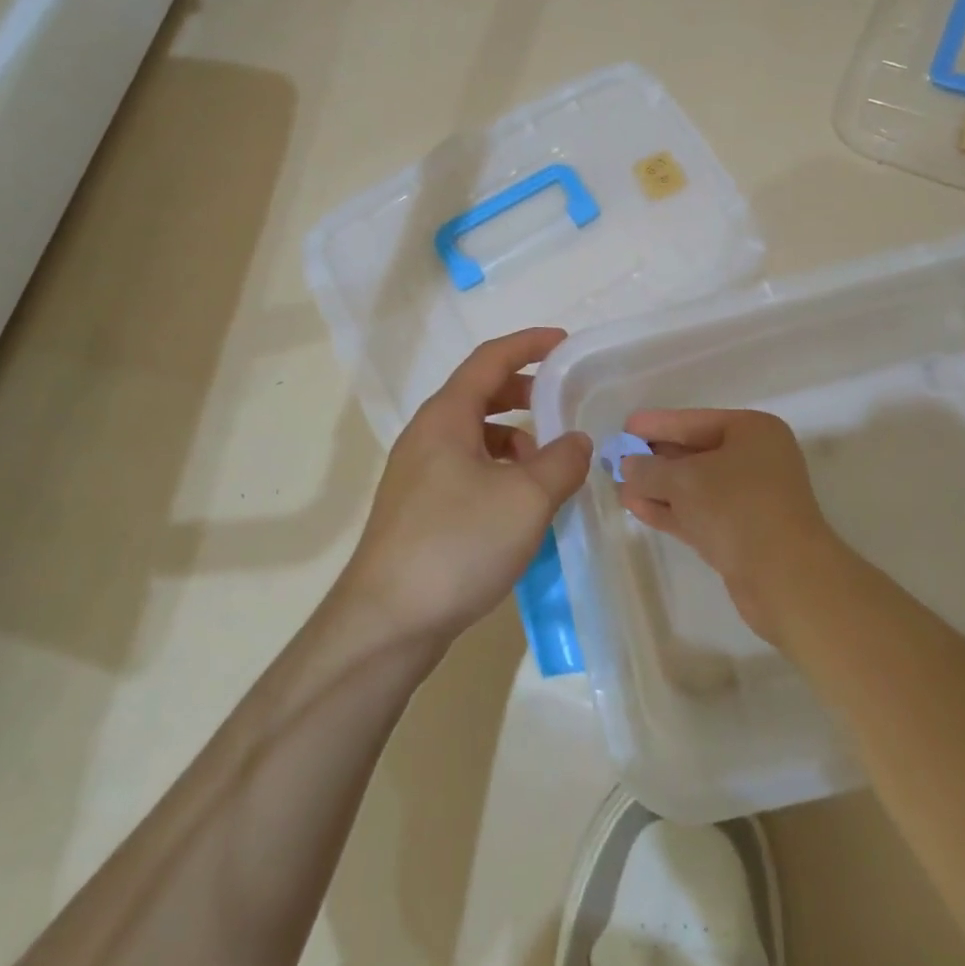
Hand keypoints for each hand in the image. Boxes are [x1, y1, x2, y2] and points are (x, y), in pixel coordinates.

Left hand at [341, 329, 592, 649]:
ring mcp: (417, 474)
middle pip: (479, 394)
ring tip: (546, 465)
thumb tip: (577, 441)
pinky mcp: (418, 510)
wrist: (387, 622)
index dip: (528, 344)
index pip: (490, 359)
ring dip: (512, 438)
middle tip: (561, 403)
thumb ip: (561, 461)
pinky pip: (465, 469)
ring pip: (473, 436)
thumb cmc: (458, 544)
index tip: (564, 343)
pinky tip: (519, 504)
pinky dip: (498, 470)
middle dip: (523, 392)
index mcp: (446, 417)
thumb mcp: (526, 498)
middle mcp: (426, 436)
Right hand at [619, 408, 849, 646]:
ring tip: (617, 487)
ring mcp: (749, 498)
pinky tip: (636, 508)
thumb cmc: (737, 509)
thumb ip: (649, 469)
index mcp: (752, 432)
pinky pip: (699, 512)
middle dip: (653, 459)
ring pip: (694, 487)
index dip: (656, 424)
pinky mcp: (742, 533)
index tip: (624, 427)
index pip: (693, 421)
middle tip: (614, 460)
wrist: (786, 579)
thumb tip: (627, 465)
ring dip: (656, 487)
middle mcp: (754, 459)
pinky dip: (669, 510)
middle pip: (693, 453)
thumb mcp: (684, 480)